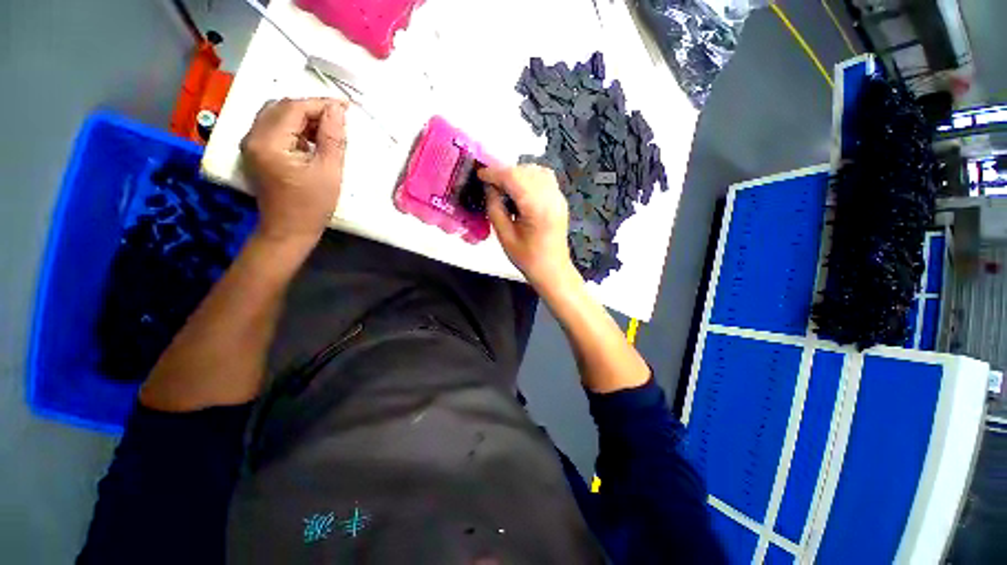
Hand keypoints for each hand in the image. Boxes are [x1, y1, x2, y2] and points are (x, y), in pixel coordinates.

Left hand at [241, 98, 347, 248]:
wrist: (289, 230)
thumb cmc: (312, 205)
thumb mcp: (329, 172)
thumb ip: (332, 138)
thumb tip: (337, 110)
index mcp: (269, 142)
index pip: (294, 108)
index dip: (321, 104)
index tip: (345, 108)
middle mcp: (252, 136)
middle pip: (282, 107)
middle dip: (311, 109)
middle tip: (338, 121)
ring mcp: (251, 144)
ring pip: (276, 115)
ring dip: (302, 117)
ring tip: (327, 131)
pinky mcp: (255, 151)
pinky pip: (273, 127)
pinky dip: (294, 127)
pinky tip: (311, 140)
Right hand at [479, 165, 577, 290]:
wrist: (552, 270)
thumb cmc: (527, 258)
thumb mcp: (504, 236)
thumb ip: (495, 208)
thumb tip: (489, 187)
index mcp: (537, 208)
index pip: (514, 177)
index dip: (494, 173)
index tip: (479, 174)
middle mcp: (551, 196)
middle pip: (525, 171)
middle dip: (504, 173)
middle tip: (490, 184)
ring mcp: (558, 197)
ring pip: (536, 170)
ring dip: (517, 174)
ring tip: (504, 187)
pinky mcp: (560, 200)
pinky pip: (544, 178)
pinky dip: (529, 177)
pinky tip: (520, 190)